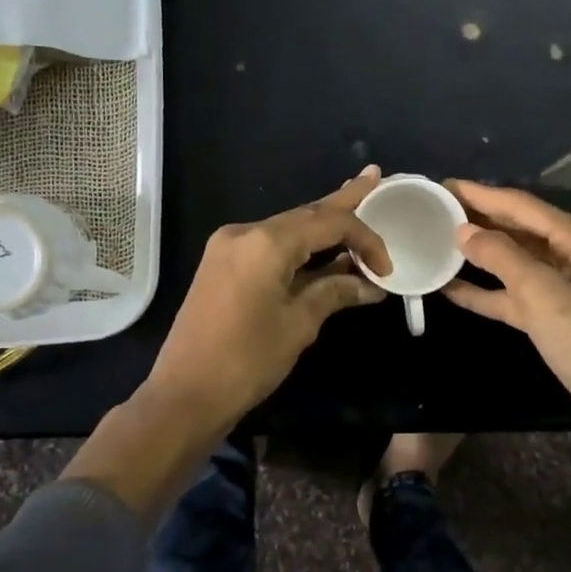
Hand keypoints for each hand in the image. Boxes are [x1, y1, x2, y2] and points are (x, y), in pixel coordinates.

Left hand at [145, 166, 391, 428]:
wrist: (184, 395)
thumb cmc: (246, 361)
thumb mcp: (298, 325)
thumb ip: (335, 293)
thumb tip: (370, 285)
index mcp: (265, 242)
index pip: (328, 223)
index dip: (364, 239)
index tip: (387, 268)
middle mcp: (244, 233)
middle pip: (305, 214)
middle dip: (343, 202)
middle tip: (373, 177)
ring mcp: (228, 247)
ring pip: (287, 229)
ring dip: (322, 226)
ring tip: (356, 201)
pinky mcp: (221, 265)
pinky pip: (270, 246)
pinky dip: (299, 246)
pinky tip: (322, 244)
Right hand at [441, 179, 570, 478]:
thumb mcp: (544, 295)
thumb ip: (501, 258)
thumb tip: (464, 230)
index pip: (524, 206)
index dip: (483, 194)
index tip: (445, 185)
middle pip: (523, 231)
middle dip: (482, 220)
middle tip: (437, 209)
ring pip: (519, 265)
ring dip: (482, 257)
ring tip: (440, 243)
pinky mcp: (562, 323)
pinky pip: (520, 298)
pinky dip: (490, 293)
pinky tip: (454, 289)